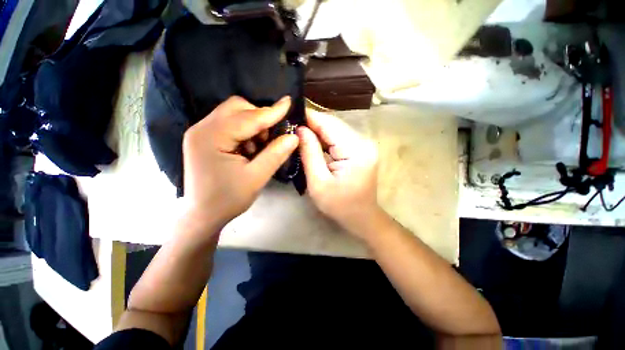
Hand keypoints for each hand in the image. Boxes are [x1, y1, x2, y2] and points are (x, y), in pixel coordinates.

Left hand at [182, 96, 298, 228]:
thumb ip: (276, 154)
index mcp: (211, 137)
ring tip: (258, 148)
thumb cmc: (229, 199)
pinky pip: (229, 124)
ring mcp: (201, 132)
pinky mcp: (204, 139)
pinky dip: (244, 132)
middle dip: (259, 117)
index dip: (271, 111)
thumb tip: (294, 137)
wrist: (203, 215)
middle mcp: (202, 128)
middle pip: (237, 108)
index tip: (289, 102)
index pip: (248, 117)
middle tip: (271, 138)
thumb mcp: (257, 177)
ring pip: (233, 114)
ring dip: (252, 125)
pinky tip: (248, 149)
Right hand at [297, 110, 379, 239]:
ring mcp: (364, 144)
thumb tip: (300, 129)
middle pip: (334, 124)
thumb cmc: (339, 206)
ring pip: (336, 129)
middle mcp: (364, 142)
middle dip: (312, 124)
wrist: (362, 217)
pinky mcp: (361, 149)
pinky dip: (325, 138)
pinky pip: (339, 137)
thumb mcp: (318, 183)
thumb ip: (309, 153)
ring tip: (298, 132)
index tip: (290, 115)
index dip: (309, 117)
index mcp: (356, 150)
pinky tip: (312, 141)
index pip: (330, 124)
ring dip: (317, 131)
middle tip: (291, 125)